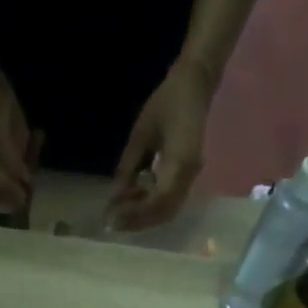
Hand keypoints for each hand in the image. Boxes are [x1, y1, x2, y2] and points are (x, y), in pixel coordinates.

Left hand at [109, 61, 212, 229]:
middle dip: (138, 220)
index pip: (158, 200)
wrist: (195, 86)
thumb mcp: (140, 135)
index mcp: (180, 161)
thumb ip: (128, 168)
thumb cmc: (166, 103)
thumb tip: (114, 198)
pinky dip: (151, 207)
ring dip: (144, 216)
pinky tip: (135, 201)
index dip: (135, 213)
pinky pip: (170, 200)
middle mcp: (189, 174)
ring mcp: (191, 176)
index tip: (113, 217)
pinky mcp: (188, 175)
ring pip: (168, 210)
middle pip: (164, 212)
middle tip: (113, 222)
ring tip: (121, 213)